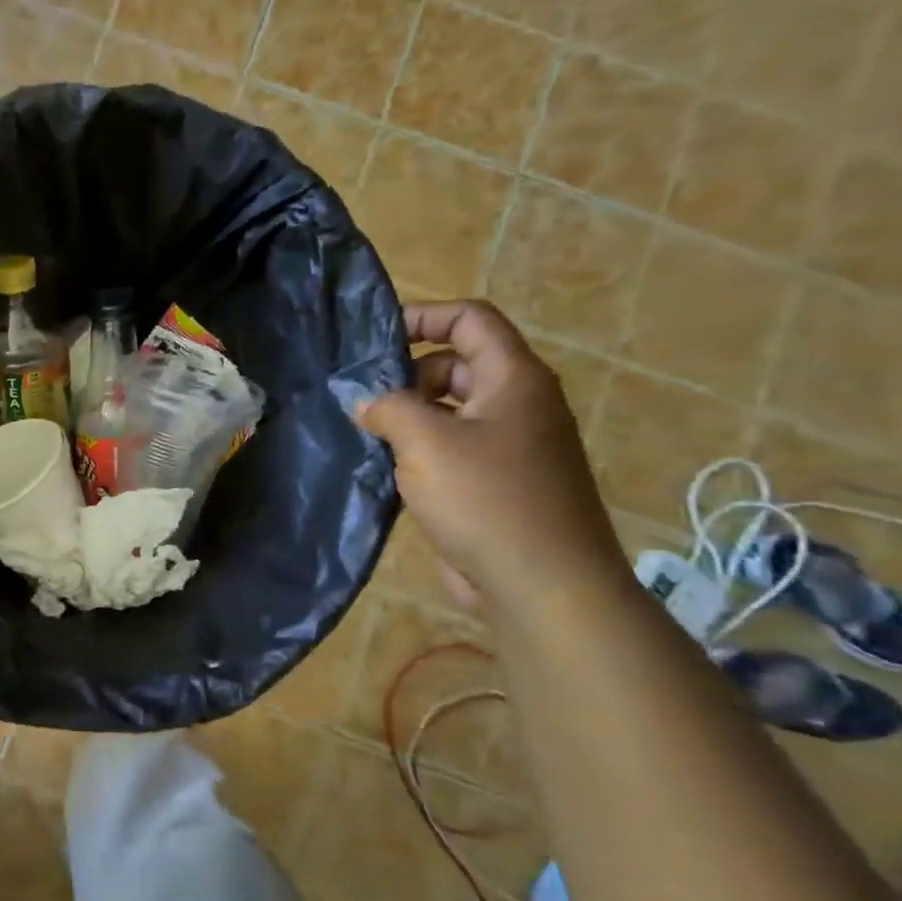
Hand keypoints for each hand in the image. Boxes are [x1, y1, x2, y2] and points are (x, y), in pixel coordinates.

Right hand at [358, 300, 627, 614]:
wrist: (542, 584)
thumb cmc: (487, 499)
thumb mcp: (425, 442)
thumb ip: (388, 407)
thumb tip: (365, 401)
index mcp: (513, 380)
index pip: (470, 320)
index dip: (423, 316)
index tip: (373, 337)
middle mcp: (517, 405)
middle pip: (456, 364)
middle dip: (406, 373)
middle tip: (359, 396)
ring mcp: (509, 447)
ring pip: (450, 411)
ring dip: (407, 416)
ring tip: (363, 432)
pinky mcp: (496, 484)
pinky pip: (451, 449)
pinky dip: (417, 450)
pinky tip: (382, 468)